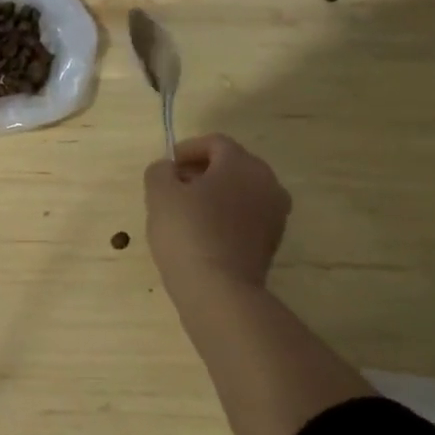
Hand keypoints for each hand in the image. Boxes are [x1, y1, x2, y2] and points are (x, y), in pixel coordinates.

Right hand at [144, 134, 290, 294]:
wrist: (220, 291)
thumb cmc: (188, 232)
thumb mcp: (159, 193)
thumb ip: (160, 171)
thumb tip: (169, 169)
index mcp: (242, 164)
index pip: (215, 143)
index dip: (187, 149)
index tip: (167, 166)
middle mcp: (267, 183)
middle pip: (232, 165)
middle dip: (202, 171)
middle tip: (174, 186)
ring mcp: (275, 214)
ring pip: (240, 191)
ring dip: (215, 194)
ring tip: (186, 211)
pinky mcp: (272, 242)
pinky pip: (246, 216)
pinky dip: (226, 215)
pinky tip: (202, 232)